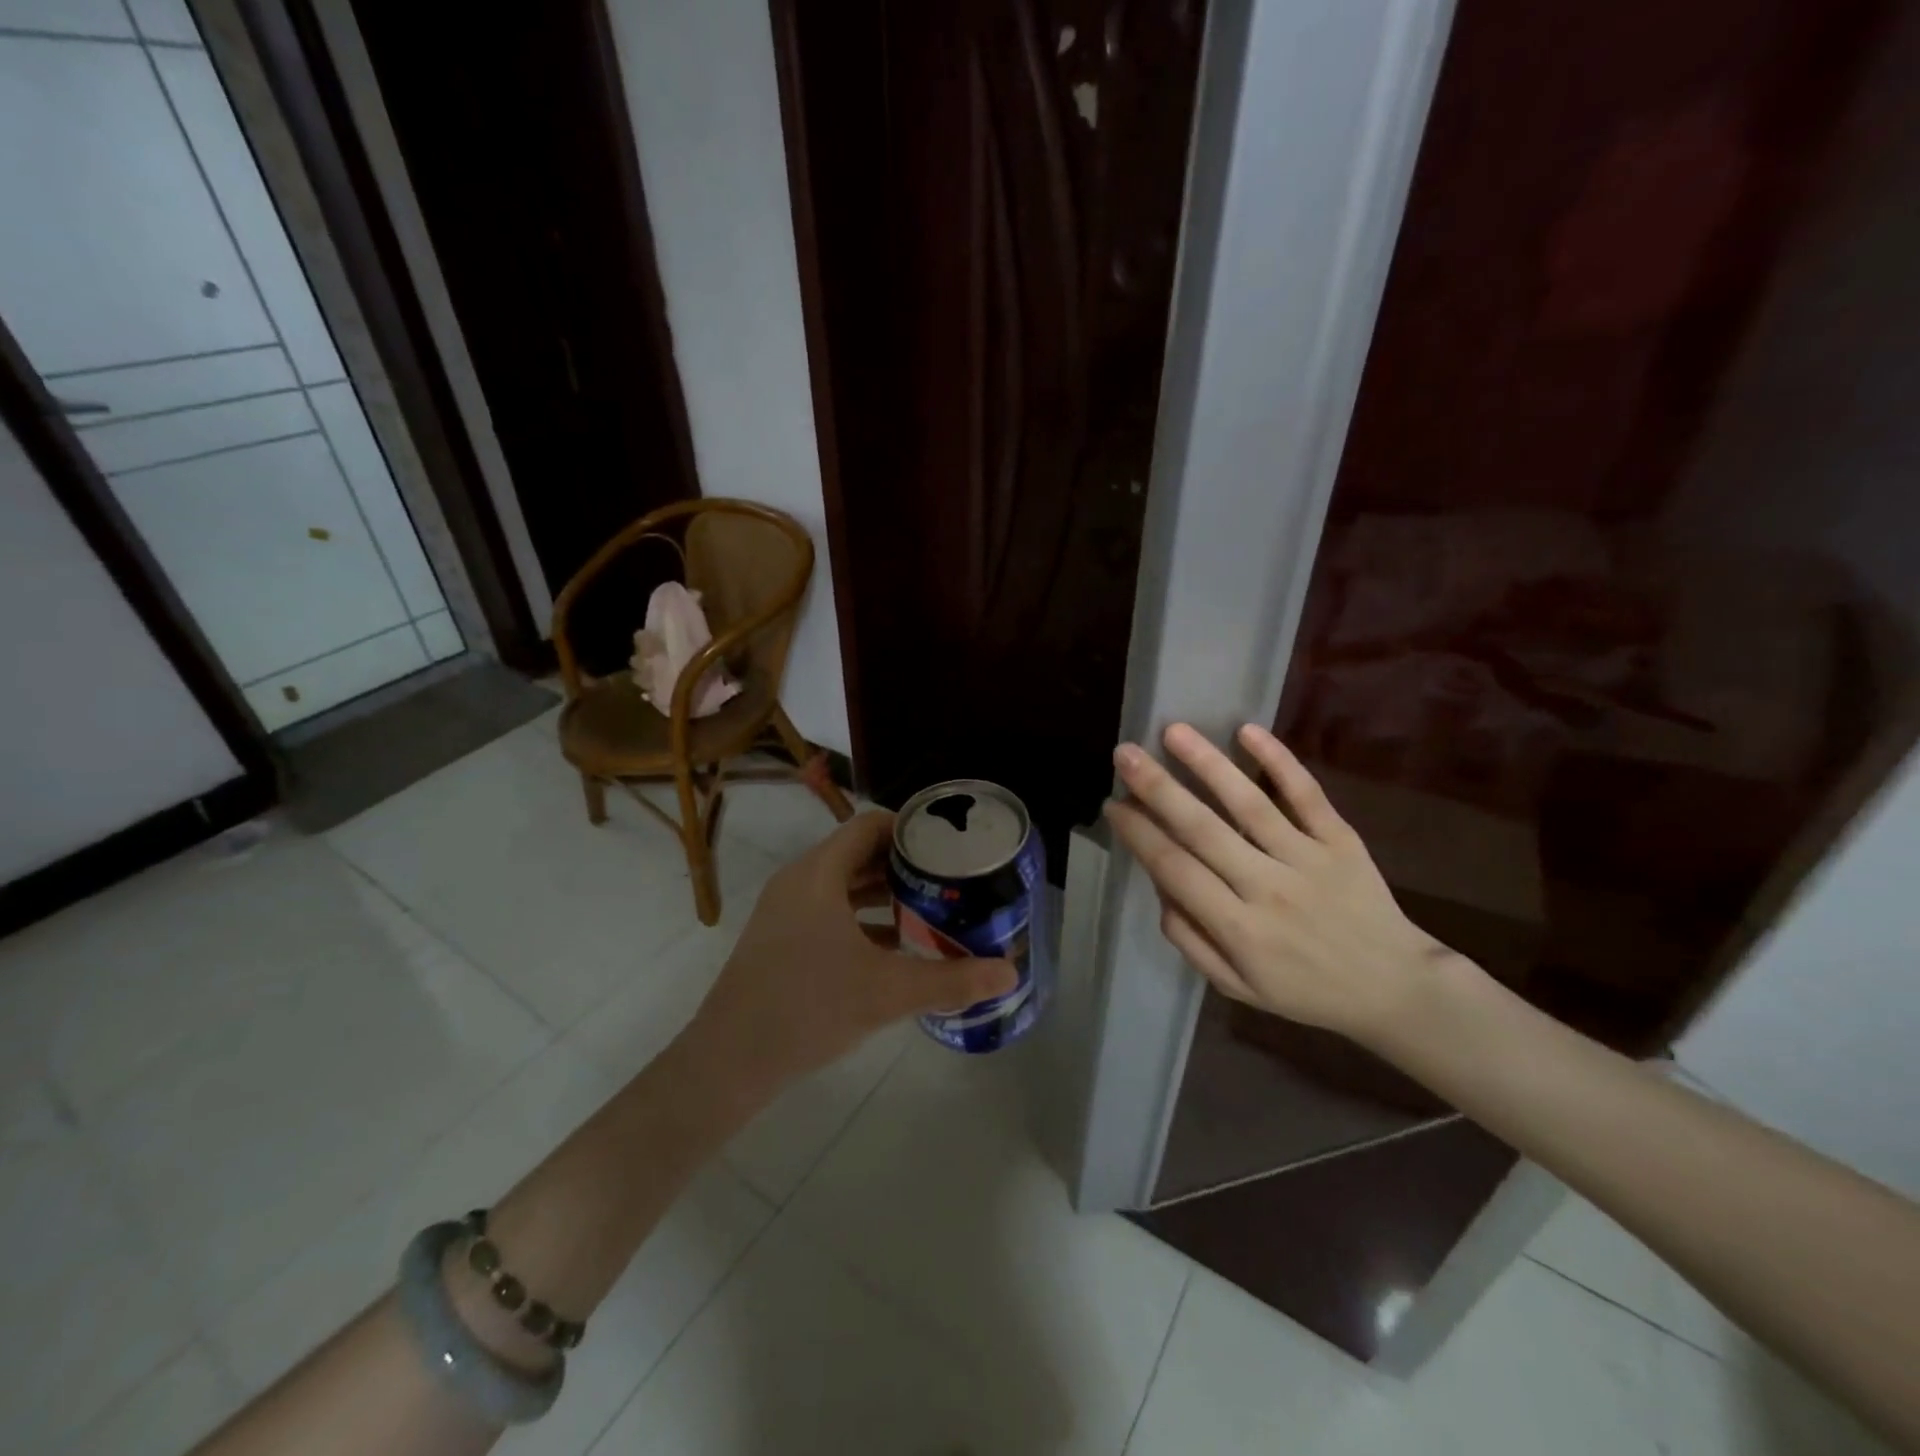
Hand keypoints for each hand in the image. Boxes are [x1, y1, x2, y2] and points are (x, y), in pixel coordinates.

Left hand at [684, 810, 1016, 1096]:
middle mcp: (799, 881)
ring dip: (884, 893)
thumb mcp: (887, 992)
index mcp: (819, 874)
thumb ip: (951, 980)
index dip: (910, 828)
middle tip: (949, 877)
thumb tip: (1010, 972)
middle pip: (858, 853)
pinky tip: (895, 946)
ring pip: (843, 885)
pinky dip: (862, 917)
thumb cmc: (808, 1009)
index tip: (949, 843)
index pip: (869, 826)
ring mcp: (785, 911)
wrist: (728, 1062)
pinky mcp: (781, 939)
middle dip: (904, 863)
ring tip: (930, 907)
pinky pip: (829, 911)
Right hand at [1105, 722, 1454, 1044]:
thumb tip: (1160, 887)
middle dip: (1157, 788)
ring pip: (1250, 803)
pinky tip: (1247, 730)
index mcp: (1239, 929)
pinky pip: (1307, 795)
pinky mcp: (1341, 840)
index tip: (1112, 804)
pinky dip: (1279, 761)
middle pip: (1203, 829)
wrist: (1395, 988)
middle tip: (1124, 753)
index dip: (1139, 834)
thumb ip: (1190, 940)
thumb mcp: (1237, 987)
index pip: (1175, 869)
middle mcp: (1268, 888)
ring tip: (1173, 731)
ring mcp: (1308, 859)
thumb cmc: (1305, 990)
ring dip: (1207, 764)